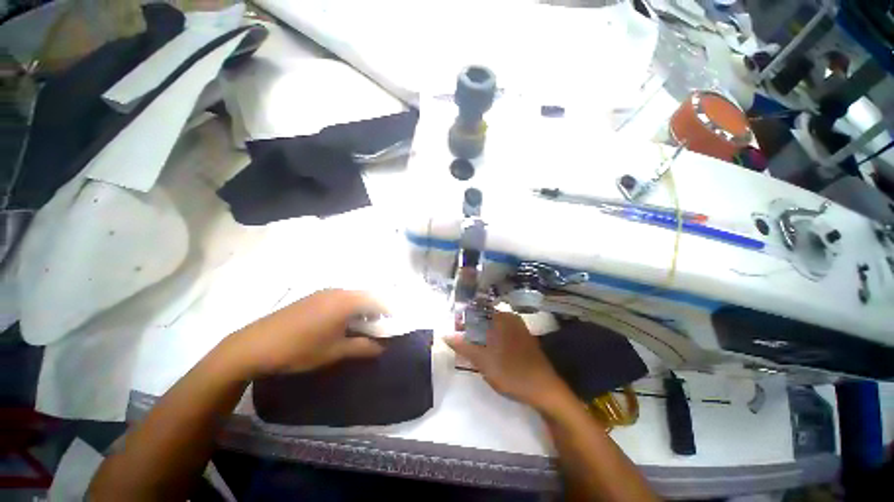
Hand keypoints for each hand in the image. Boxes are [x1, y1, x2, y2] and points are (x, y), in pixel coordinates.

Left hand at [224, 289, 385, 377]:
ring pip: (353, 297)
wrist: (254, 345)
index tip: (394, 325)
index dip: (389, 311)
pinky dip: (348, 308)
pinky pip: (339, 298)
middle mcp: (338, 291)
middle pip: (366, 296)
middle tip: (378, 328)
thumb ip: (363, 347)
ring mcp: (323, 292)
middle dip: (376, 311)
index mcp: (347, 301)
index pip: (378, 301)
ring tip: (361, 327)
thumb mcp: (335, 351)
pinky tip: (341, 323)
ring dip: (362, 309)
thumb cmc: (300, 349)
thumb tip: (382, 348)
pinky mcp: (313, 297)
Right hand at [446, 312, 569, 410]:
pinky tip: (488, 353)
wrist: (545, 390)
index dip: (464, 321)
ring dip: (481, 336)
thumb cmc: (512, 372)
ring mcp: (519, 329)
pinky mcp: (523, 340)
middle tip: (462, 344)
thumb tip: (445, 335)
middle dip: (471, 330)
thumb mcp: (483, 361)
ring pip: (493, 327)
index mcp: (502, 318)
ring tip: (472, 350)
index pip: (476, 312)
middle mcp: (511, 319)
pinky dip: (492, 341)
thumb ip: (463, 346)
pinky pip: (502, 334)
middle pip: (484, 319)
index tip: (455, 332)